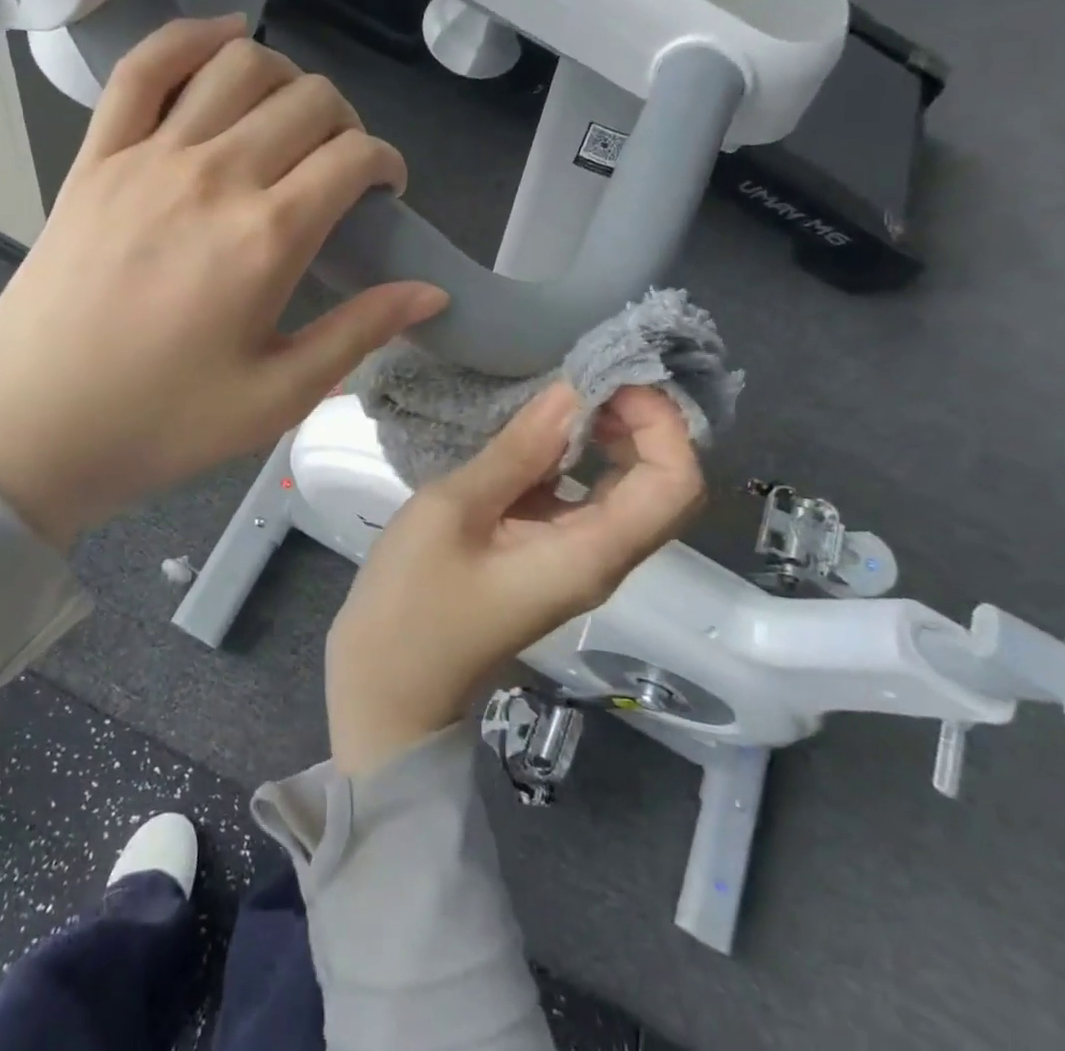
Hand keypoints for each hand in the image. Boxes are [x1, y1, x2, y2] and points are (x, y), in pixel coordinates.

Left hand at [0, 15, 445, 545]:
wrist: (32, 427)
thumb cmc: (162, 423)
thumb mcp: (278, 397)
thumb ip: (359, 332)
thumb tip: (432, 290)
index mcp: (266, 238)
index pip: (353, 157)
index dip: (386, 164)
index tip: (385, 193)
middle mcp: (214, 175)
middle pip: (307, 101)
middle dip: (345, 123)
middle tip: (341, 168)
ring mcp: (147, 156)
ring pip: (238, 65)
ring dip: (285, 77)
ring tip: (291, 118)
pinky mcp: (96, 156)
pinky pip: (144, 67)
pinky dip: (190, 37)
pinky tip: (224, 38)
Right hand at [326, 383, 705, 775]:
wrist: (388, 686)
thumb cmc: (411, 602)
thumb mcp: (453, 511)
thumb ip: (517, 452)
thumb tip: (571, 392)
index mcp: (591, 553)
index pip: (675, 482)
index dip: (660, 421)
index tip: (607, 379)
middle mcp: (602, 558)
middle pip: (666, 485)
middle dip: (643, 422)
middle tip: (587, 377)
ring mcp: (577, 560)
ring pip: (630, 491)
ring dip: (613, 437)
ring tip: (564, 392)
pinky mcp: (550, 558)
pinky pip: (588, 500)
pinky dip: (577, 458)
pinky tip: (536, 433)